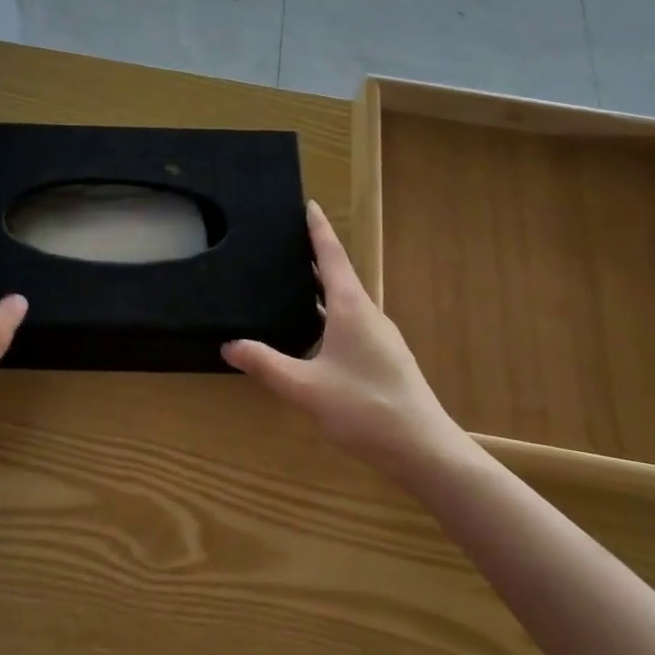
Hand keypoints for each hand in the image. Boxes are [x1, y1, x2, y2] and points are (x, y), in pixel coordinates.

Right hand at [223, 201, 474, 485]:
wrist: (424, 450)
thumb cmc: (365, 409)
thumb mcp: (306, 388)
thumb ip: (267, 365)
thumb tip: (229, 346)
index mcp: (351, 309)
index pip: (333, 256)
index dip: (319, 229)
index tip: (309, 204)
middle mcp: (368, 314)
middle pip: (339, 276)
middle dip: (315, 257)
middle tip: (286, 244)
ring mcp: (380, 338)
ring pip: (345, 303)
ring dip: (321, 290)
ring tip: (291, 285)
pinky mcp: (384, 359)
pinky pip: (350, 324)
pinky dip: (328, 316)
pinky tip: (312, 336)